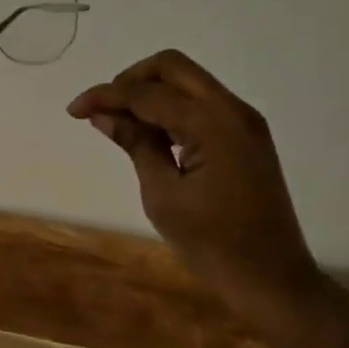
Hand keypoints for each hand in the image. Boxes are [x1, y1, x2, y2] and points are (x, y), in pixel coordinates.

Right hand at [68, 50, 329, 331]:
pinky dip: (171, 106)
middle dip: (130, 80)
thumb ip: (135, 145)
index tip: (74, 110)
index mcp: (212, 124)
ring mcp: (243, 120)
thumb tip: (103, 114)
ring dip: (151, 91)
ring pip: (187, 80)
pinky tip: (151, 133)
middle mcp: (232, 109)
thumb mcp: (163, 195)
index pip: (146, 93)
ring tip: (122, 123)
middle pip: (171, 66)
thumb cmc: (214, 245)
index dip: (106, 96)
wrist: (274, 281)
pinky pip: (201, 101)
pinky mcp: (246, 134)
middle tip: (104, 109)